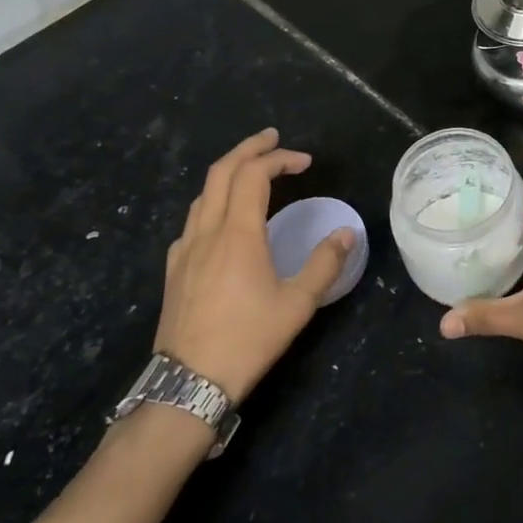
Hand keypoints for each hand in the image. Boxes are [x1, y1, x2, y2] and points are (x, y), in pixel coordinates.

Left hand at [156, 128, 352, 403]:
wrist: (189, 382)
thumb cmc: (248, 339)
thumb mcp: (298, 304)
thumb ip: (325, 263)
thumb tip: (348, 233)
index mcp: (238, 234)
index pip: (254, 175)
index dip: (280, 159)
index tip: (305, 161)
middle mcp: (207, 232)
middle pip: (221, 172)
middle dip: (248, 149)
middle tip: (273, 139)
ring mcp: (185, 250)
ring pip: (203, 194)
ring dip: (228, 173)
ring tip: (252, 172)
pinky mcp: (174, 269)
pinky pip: (193, 220)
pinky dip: (213, 202)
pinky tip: (224, 220)